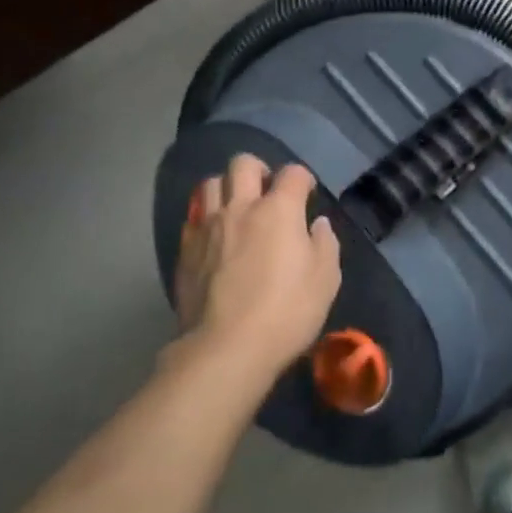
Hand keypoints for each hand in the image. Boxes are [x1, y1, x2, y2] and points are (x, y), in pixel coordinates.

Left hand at [176, 155, 341, 380]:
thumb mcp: (325, 280)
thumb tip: (317, 225)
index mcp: (279, 209)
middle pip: (243, 163)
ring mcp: (208, 227)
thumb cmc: (286, 312)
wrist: (226, 349)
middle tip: (267, 192)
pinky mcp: (185, 251)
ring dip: (227, 188)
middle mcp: (241, 208)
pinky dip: (207, 219)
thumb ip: (324, 244)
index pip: (293, 173)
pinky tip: (215, 238)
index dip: (303, 179)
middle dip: (258, 170)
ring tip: (237, 209)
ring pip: (211, 184)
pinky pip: (194, 218)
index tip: (307, 194)